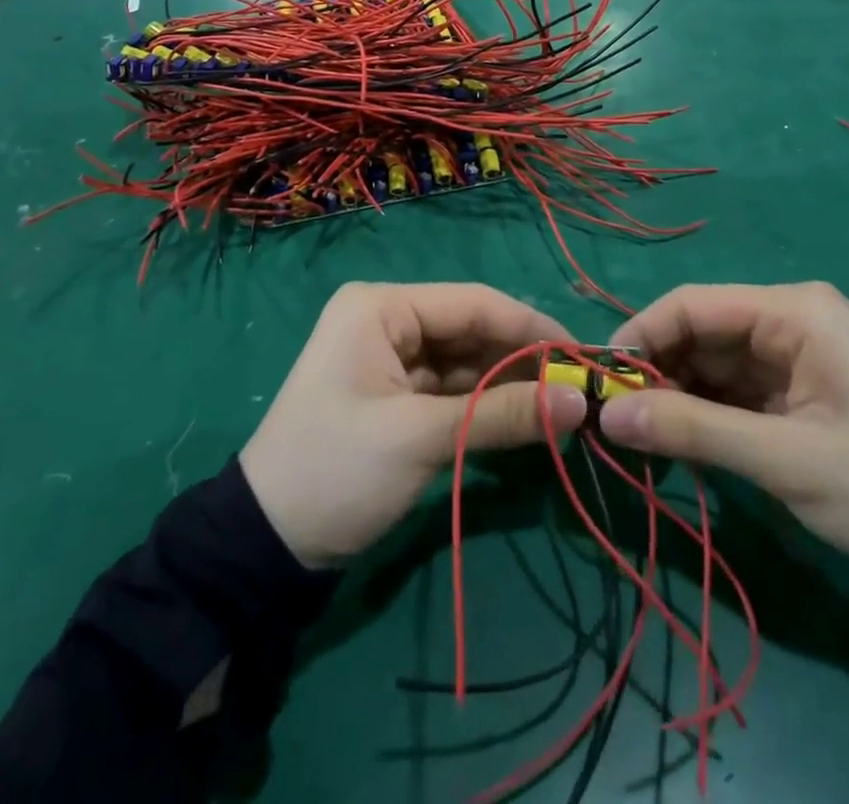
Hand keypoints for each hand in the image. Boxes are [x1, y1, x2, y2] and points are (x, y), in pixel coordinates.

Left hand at [241, 283, 588, 569]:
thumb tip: (580, 401)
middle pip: (472, 329)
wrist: (265, 545)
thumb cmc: (337, 470)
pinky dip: (486, 405)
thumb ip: (503, 414)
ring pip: (467, 360)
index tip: (582, 356)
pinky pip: (453, 388)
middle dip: (523, 359)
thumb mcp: (422, 439)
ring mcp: (391, 357)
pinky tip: (526, 419)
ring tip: (562, 407)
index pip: (473, 303)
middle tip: (578, 389)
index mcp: (382, 307)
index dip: (531, 328)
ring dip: (509, 384)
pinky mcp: (397, 394)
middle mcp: (388, 319)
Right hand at [597, 283, 848, 579]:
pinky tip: (678, 444)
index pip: (693, 304)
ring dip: (674, 397)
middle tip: (617, 421)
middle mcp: (786, 319)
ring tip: (641, 439)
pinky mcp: (791, 387)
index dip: (641, 335)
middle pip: (697, 331)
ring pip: (708, 362)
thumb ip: (693, 431)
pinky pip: (729, 389)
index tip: (602, 381)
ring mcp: (789, 354)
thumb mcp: (785, 460)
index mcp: (792, 311)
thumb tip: (607, 416)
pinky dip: (701, 413)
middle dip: (655, 372)